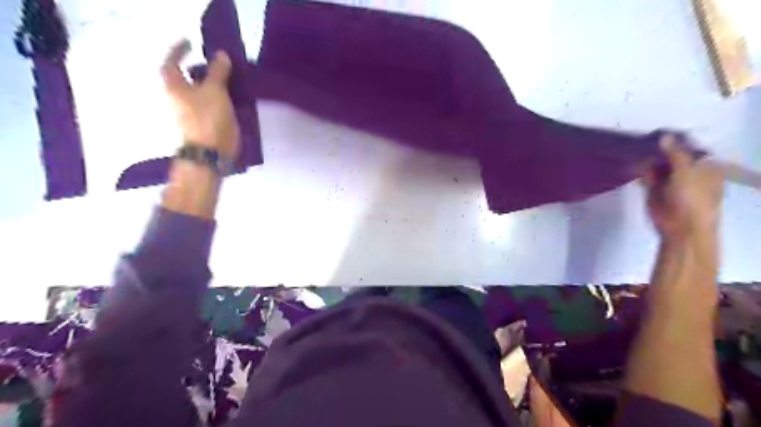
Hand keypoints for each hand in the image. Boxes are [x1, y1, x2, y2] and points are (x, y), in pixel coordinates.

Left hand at [162, 39, 237, 157]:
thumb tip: (220, 54)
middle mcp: (179, 99)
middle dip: (198, 70)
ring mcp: (191, 114)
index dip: (179, 51)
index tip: (190, 43)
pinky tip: (232, 99)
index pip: (171, 62)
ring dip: (211, 85)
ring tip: (228, 80)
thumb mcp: (215, 90)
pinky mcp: (204, 124)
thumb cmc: (208, 118)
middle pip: (186, 79)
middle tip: (215, 63)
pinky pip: (210, 106)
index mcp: (175, 87)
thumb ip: (218, 71)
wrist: (211, 153)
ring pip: (200, 94)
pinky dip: (218, 99)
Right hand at [640, 134, 724, 240]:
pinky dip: (639, 170)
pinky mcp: (654, 190)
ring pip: (657, 166)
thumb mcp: (687, 172)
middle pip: (671, 156)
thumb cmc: (692, 198)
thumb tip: (664, 136)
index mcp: (704, 166)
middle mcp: (687, 172)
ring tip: (634, 148)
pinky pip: (646, 176)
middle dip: (658, 149)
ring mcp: (670, 182)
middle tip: (642, 138)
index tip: (659, 132)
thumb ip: (675, 153)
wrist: (681, 227)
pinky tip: (631, 163)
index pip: (690, 148)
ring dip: (647, 159)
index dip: (676, 140)